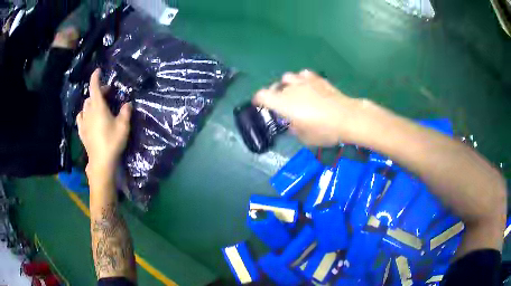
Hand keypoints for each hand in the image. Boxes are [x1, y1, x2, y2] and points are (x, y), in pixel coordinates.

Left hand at [77, 69, 131, 175]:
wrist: (101, 161)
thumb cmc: (112, 141)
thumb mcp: (123, 126)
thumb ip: (126, 112)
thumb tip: (128, 104)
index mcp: (98, 107)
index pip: (94, 87)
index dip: (95, 77)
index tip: (98, 71)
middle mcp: (89, 112)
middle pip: (91, 96)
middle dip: (98, 91)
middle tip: (108, 93)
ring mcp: (83, 122)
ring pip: (85, 106)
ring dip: (91, 102)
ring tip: (98, 105)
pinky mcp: (81, 132)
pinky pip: (80, 117)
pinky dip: (84, 113)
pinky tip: (88, 117)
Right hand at [253, 70, 370, 145]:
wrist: (347, 118)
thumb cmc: (324, 130)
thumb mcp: (304, 137)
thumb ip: (294, 129)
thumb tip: (293, 123)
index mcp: (283, 103)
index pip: (262, 96)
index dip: (257, 99)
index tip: (258, 104)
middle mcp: (290, 89)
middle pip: (275, 87)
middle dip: (274, 95)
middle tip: (280, 105)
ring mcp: (304, 82)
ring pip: (287, 77)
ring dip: (286, 85)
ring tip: (293, 93)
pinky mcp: (317, 79)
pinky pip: (303, 75)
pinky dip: (301, 80)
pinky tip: (307, 86)